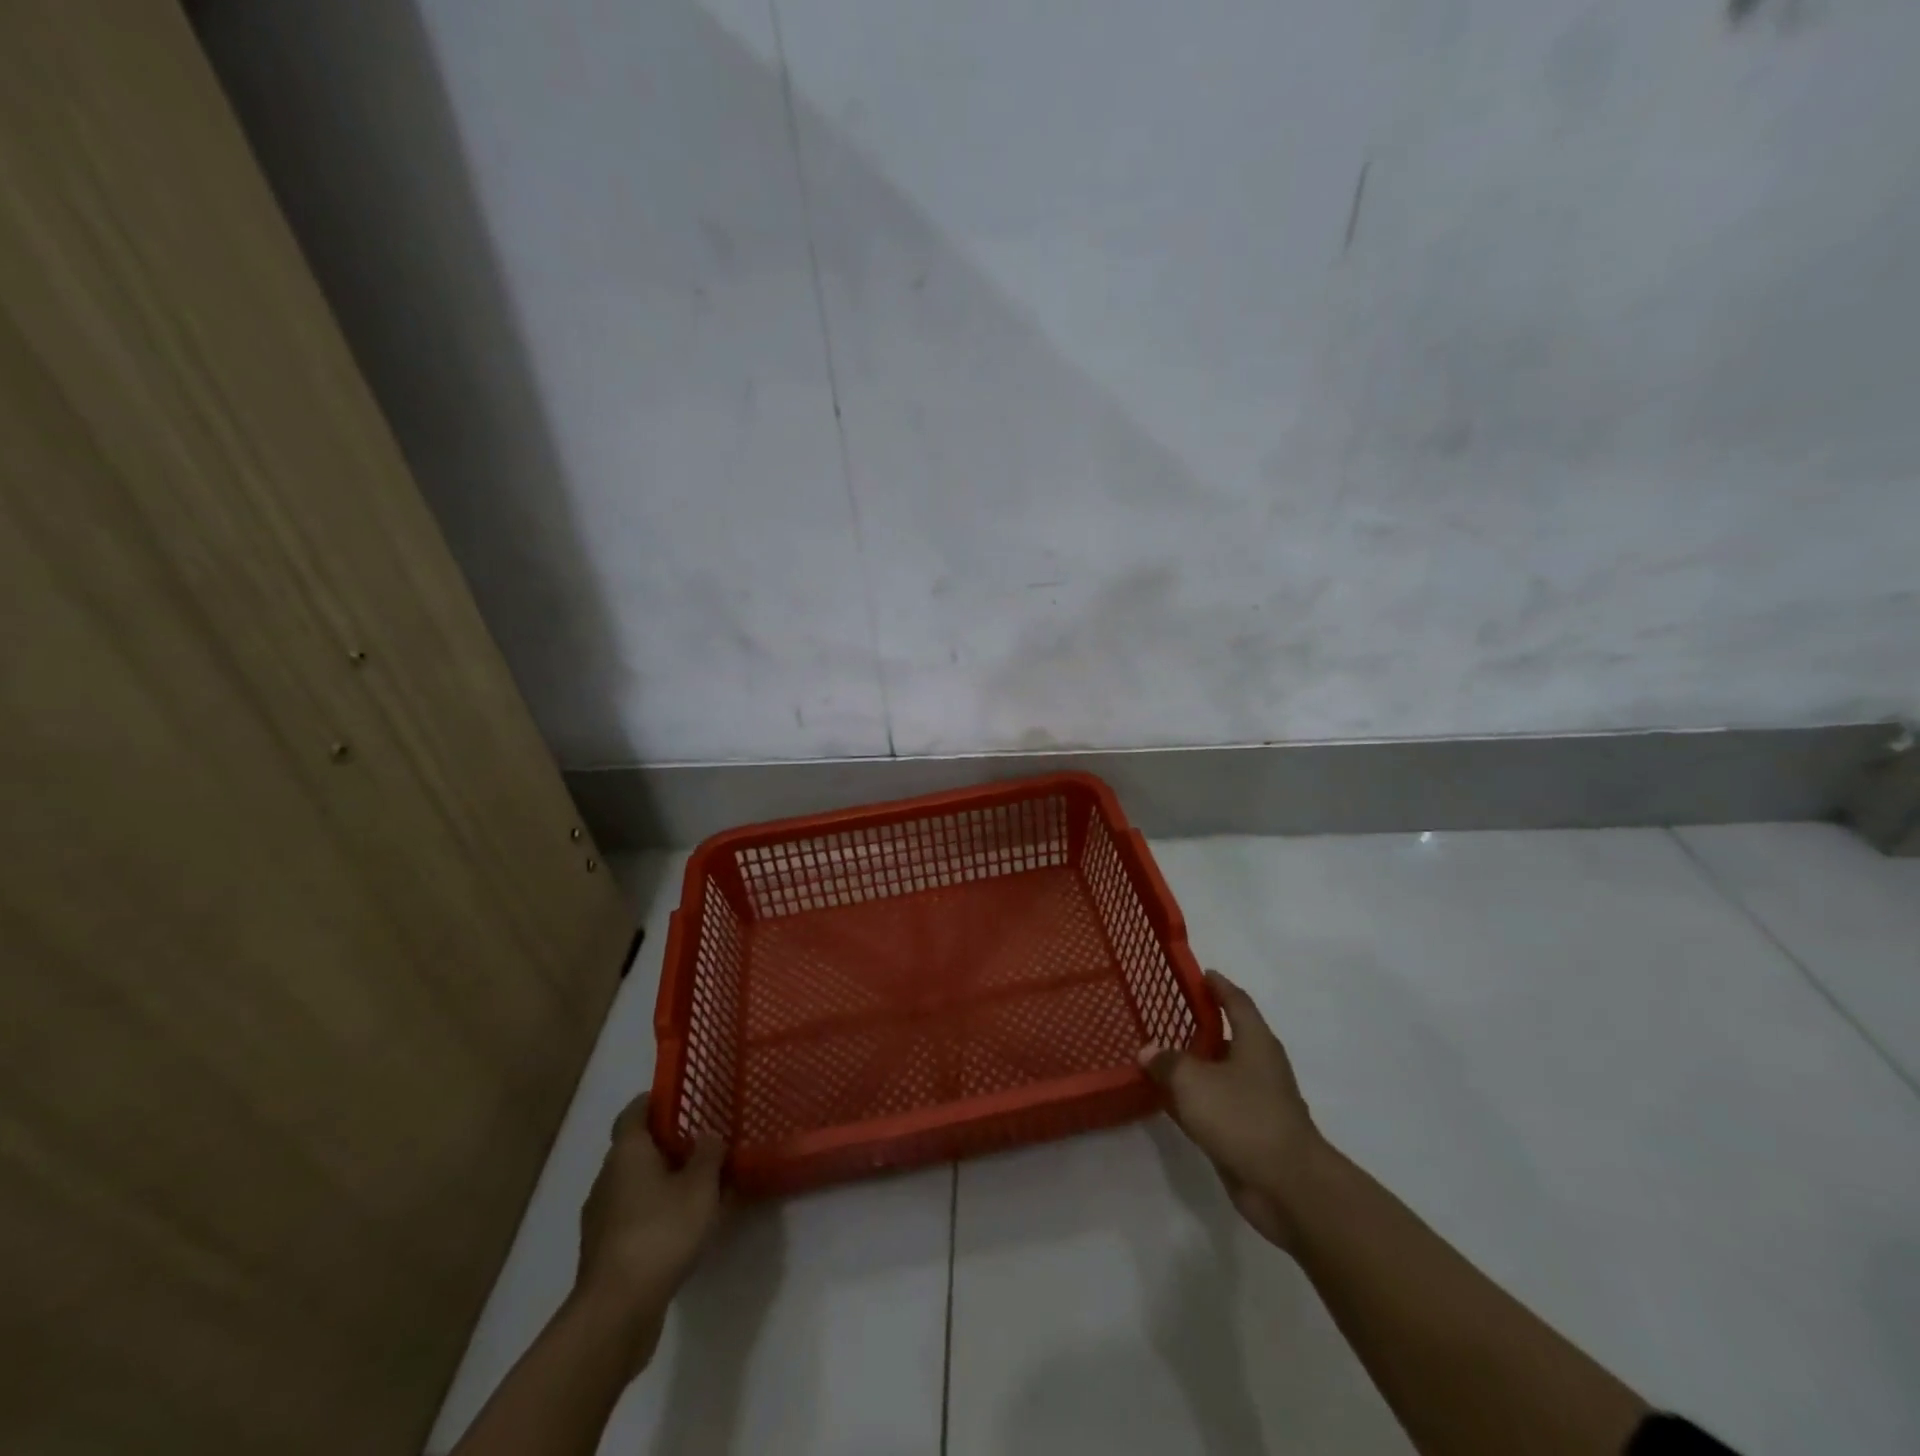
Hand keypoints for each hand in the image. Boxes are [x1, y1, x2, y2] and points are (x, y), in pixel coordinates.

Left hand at [573, 1093, 725, 1361]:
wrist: (617, 1309)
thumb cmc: (661, 1231)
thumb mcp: (701, 1185)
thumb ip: (708, 1154)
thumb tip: (707, 1135)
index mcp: (627, 1152)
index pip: (634, 1112)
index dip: (655, 1101)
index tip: (680, 1098)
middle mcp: (607, 1177)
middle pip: (635, 1148)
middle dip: (665, 1144)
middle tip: (701, 1142)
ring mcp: (600, 1216)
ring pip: (633, 1184)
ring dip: (660, 1181)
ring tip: (697, 1186)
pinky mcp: (603, 1250)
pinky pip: (632, 1215)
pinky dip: (653, 1211)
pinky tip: (680, 1225)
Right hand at [1139, 970, 1324, 1249]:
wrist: (1287, 1186)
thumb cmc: (1243, 1117)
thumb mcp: (1193, 1081)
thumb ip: (1167, 1062)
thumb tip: (1148, 1050)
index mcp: (1255, 1041)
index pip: (1236, 1001)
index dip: (1219, 986)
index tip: (1201, 974)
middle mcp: (1260, 1065)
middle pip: (1229, 1036)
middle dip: (1201, 1026)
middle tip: (1167, 1016)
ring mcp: (1259, 1101)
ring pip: (1221, 1073)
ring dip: (1196, 1065)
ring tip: (1160, 1056)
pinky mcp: (1251, 1132)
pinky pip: (1218, 1104)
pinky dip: (1196, 1098)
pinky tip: (1170, 1100)